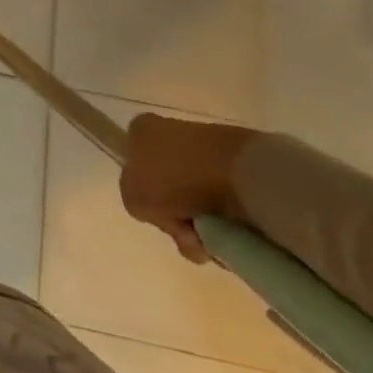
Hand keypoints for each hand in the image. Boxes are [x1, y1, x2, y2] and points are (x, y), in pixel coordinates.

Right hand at [119, 113, 258, 263]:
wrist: (237, 172)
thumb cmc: (174, 177)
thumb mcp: (133, 196)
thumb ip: (136, 204)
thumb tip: (166, 214)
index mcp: (142, 130)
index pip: (134, 165)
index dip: (144, 195)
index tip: (158, 213)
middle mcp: (172, 134)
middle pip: (167, 187)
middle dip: (177, 218)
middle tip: (187, 235)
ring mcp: (207, 149)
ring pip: (197, 199)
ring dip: (203, 226)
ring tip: (213, 242)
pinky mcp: (239, 166)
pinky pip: (226, 203)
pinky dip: (227, 225)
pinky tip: (231, 236)